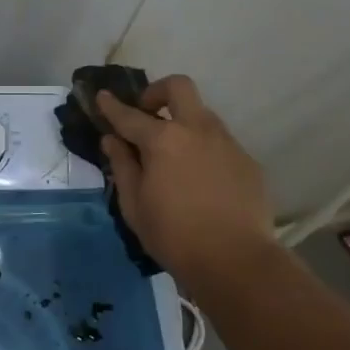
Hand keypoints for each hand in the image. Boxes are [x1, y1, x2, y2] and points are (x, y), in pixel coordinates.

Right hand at [97, 75, 280, 294]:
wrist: (237, 261)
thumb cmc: (174, 236)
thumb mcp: (134, 205)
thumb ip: (123, 166)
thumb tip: (112, 141)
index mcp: (163, 140)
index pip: (129, 115)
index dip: (111, 105)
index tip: (102, 96)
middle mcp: (197, 130)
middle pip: (178, 87)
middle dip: (157, 91)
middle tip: (147, 114)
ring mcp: (226, 143)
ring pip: (202, 114)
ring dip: (183, 122)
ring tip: (174, 154)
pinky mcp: (247, 161)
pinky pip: (220, 143)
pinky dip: (204, 150)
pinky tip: (201, 179)